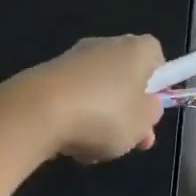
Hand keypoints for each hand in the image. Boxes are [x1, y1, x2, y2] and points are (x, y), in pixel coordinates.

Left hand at [11, 34, 166, 163]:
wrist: (37, 112)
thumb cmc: (104, 115)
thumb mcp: (142, 124)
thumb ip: (151, 113)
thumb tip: (147, 105)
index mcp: (137, 49)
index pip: (156, 57)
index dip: (158, 84)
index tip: (151, 110)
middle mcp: (106, 45)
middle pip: (125, 77)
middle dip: (127, 109)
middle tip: (128, 140)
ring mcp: (73, 58)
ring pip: (98, 92)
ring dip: (100, 119)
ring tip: (93, 150)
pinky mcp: (47, 75)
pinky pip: (72, 99)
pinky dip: (74, 119)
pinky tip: (69, 143)